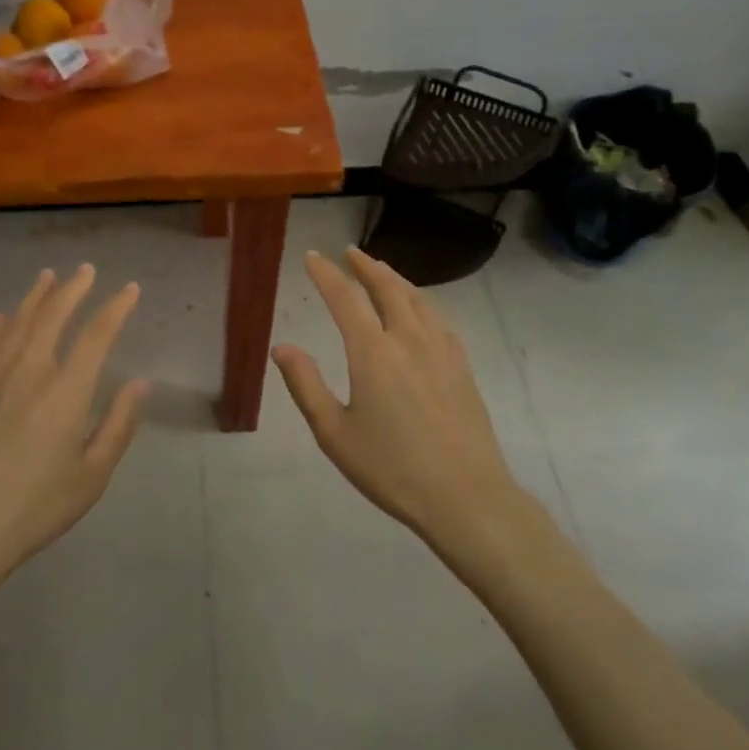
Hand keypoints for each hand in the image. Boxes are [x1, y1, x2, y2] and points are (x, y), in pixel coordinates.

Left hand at [0, 265, 148, 581]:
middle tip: (86, 269)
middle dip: (72, 289)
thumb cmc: (37, 506)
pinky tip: (0, 317)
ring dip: (35, 297)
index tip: (130, 289)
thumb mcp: (92, 475)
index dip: (115, 308)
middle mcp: (31, 373)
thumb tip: (141, 384)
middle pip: (52, 317)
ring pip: (17, 324)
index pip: (96, 336)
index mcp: (66, 392)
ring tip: (47, 276)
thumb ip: (118, 425)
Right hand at [272, 248, 521, 547]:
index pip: (345, 298)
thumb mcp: (335, 434)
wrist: (466, 497)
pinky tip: (419, 310)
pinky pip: (438, 318)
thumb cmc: (391, 468)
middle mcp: (408, 339)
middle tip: (349, 252)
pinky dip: (420, 301)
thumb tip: (282, 347)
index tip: (312, 256)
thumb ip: (306, 385)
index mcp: (373, 353)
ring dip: (394, 278)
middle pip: (387, 287)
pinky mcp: (461, 366)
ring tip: (380, 270)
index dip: (326, 274)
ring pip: (417, 298)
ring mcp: (441, 350)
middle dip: (365, 266)